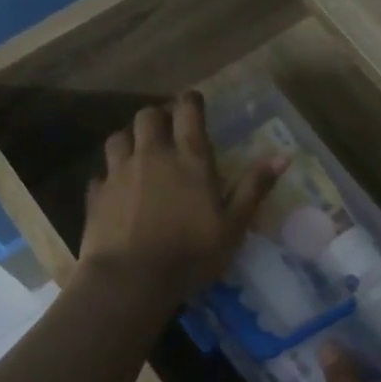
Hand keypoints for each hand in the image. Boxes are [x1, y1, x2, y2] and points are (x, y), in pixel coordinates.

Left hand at [78, 93, 280, 305]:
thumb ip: (254, 188)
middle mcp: (152, 156)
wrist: (131, 279)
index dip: (191, 101)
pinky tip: (117, 190)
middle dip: (158, 116)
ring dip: (130, 139)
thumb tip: (283, 156)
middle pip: (147, 116)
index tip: (195, 103)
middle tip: (168, 130)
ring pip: (118, 138)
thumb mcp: (233, 226)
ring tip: (139, 153)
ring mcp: (119, 174)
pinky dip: (110, 176)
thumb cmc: (191, 254)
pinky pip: (101, 174)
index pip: (188, 112)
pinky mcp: (96, 196)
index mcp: (189, 159)